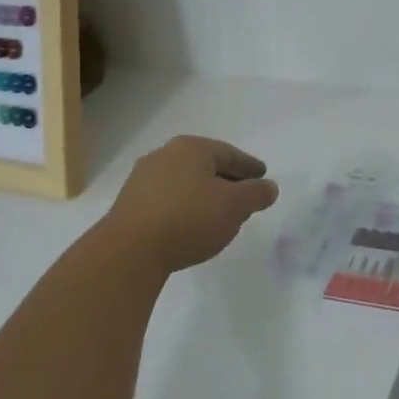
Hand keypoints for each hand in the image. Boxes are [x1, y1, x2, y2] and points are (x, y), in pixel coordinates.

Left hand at [101, 135, 279, 273]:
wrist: (129, 251)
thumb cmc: (189, 219)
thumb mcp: (234, 206)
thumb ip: (256, 194)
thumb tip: (269, 187)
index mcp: (191, 148)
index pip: (229, 153)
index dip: (249, 166)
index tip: (262, 175)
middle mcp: (164, 155)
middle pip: (205, 165)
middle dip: (226, 179)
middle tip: (244, 195)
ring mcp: (142, 179)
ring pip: (185, 182)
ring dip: (204, 195)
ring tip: (218, 214)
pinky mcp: (129, 204)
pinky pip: (167, 199)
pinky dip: (184, 207)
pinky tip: (190, 225)